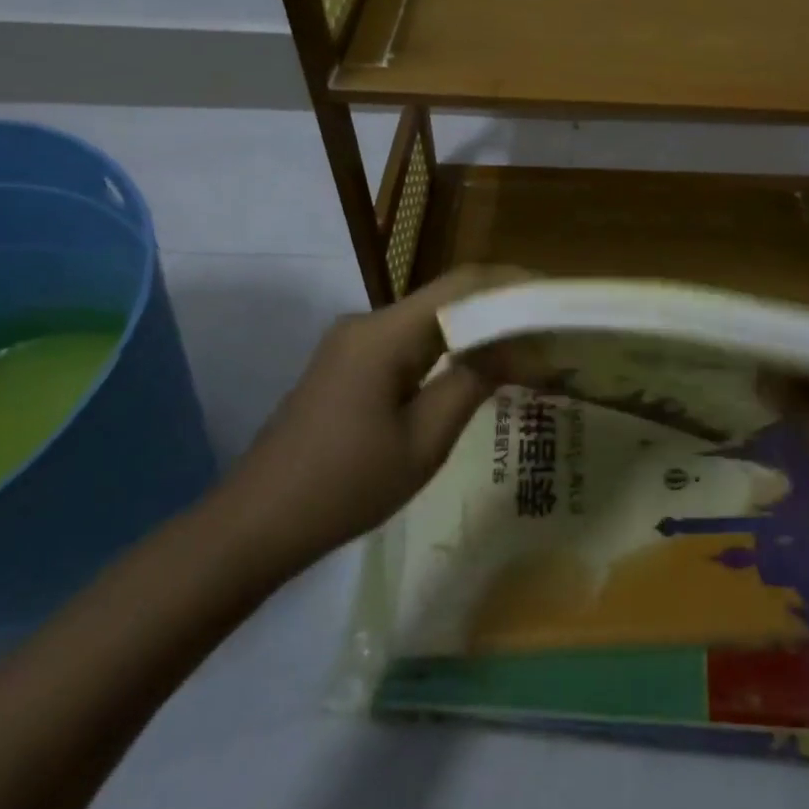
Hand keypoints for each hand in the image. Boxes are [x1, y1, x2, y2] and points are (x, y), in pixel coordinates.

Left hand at [214, 266, 524, 579]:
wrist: (255, 526)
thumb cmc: (344, 487)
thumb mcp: (423, 441)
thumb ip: (474, 383)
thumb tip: (521, 347)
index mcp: (384, 334)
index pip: (462, 285)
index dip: (511, 283)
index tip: (553, 297)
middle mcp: (367, 324)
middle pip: (447, 298)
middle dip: (500, 308)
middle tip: (547, 331)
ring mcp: (354, 343)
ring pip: (430, 320)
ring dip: (476, 331)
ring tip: (523, 351)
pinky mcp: (349, 365)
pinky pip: (410, 342)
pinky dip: (449, 349)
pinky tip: (475, 370)